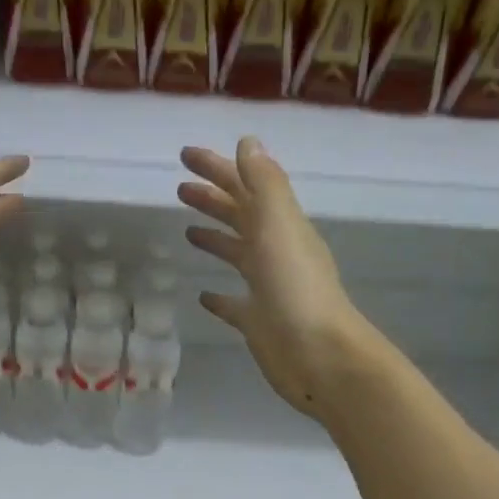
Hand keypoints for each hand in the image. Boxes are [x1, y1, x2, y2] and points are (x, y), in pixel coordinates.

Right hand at [180, 137, 371, 419]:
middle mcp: (275, 252)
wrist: (319, 356)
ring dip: (215, 238)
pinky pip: (234, 303)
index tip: (185, 155)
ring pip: (237, 255)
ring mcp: (267, 288)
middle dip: (212, 199)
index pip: (245, 187)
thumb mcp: (279, 227)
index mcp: (280, 226)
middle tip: (179, 189)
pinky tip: (203, 294)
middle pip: (240, 217)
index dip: (217, 168)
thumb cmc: (295, 289)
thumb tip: (248, 143)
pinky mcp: (257, 321)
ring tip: (188, 231)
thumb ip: (264, 185)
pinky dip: (218, 295)